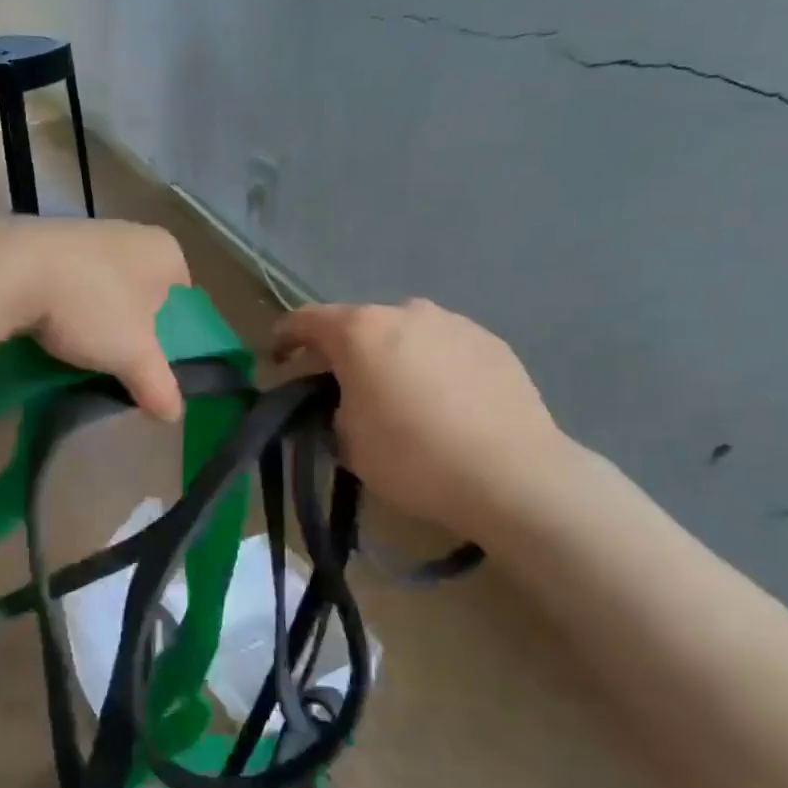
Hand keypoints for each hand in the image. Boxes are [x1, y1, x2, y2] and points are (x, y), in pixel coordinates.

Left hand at [0, 218, 190, 420]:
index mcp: (164, 251)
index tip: (153, 361)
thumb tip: (174, 415)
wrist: (9, 270)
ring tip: (82, 355)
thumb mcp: (133, 356)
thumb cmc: (90, 306)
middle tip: (119, 363)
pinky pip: (66, 284)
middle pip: (140, 293)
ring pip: (101, 288)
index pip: (182, 297)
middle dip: (130, 327)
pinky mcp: (42, 243)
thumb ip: (159, 384)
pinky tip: (50, 334)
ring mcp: (83, 233)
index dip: (172, 332)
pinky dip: (63, 308)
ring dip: (94, 319)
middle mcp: (128, 232)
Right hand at [272, 300, 572, 535]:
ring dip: (388, 355)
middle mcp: (405, 312)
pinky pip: (442, 347)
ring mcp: (453, 323)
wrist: (512, 476)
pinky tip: (440, 402)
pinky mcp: (491, 342)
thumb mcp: (347, 441)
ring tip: (396, 395)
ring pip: (404, 333)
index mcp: (360, 331)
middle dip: (341, 351)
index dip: (283, 337)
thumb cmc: (413, 457)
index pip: (305, 320)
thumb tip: (342, 399)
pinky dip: (429, 365)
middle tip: (338, 386)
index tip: (275, 359)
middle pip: (358, 324)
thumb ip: (331, 408)